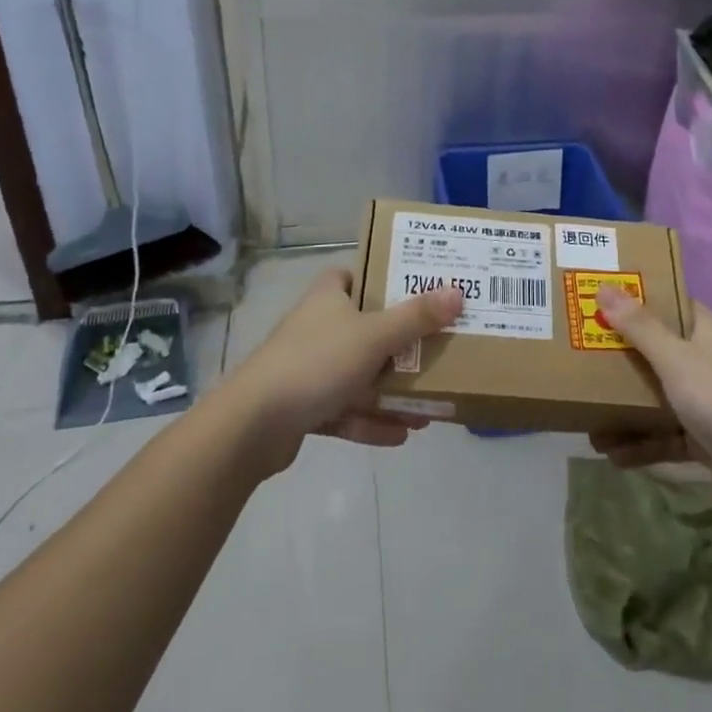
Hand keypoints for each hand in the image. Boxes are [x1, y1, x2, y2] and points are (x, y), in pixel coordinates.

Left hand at [224, 267, 463, 474]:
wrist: (253, 425)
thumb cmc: (316, 363)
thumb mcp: (374, 336)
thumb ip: (416, 318)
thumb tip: (457, 292)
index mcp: (328, 297)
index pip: (354, 276)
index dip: (382, 279)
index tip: (415, 291)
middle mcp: (318, 327)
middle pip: (366, 328)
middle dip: (401, 346)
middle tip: (437, 352)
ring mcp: (309, 369)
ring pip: (359, 374)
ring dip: (392, 391)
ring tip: (430, 406)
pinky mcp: (304, 407)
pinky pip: (347, 410)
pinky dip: (372, 421)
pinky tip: (403, 435)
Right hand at [586, 290, 711, 509]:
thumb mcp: (674, 357)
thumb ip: (639, 326)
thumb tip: (604, 287)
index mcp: (703, 332)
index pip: (670, 304)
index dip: (639, 299)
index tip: (603, 299)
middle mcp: (704, 362)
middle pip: (656, 351)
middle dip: (621, 358)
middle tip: (582, 356)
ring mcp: (704, 402)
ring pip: (656, 397)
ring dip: (624, 409)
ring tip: (588, 420)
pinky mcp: (703, 439)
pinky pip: (663, 436)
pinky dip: (640, 443)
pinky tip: (610, 454)